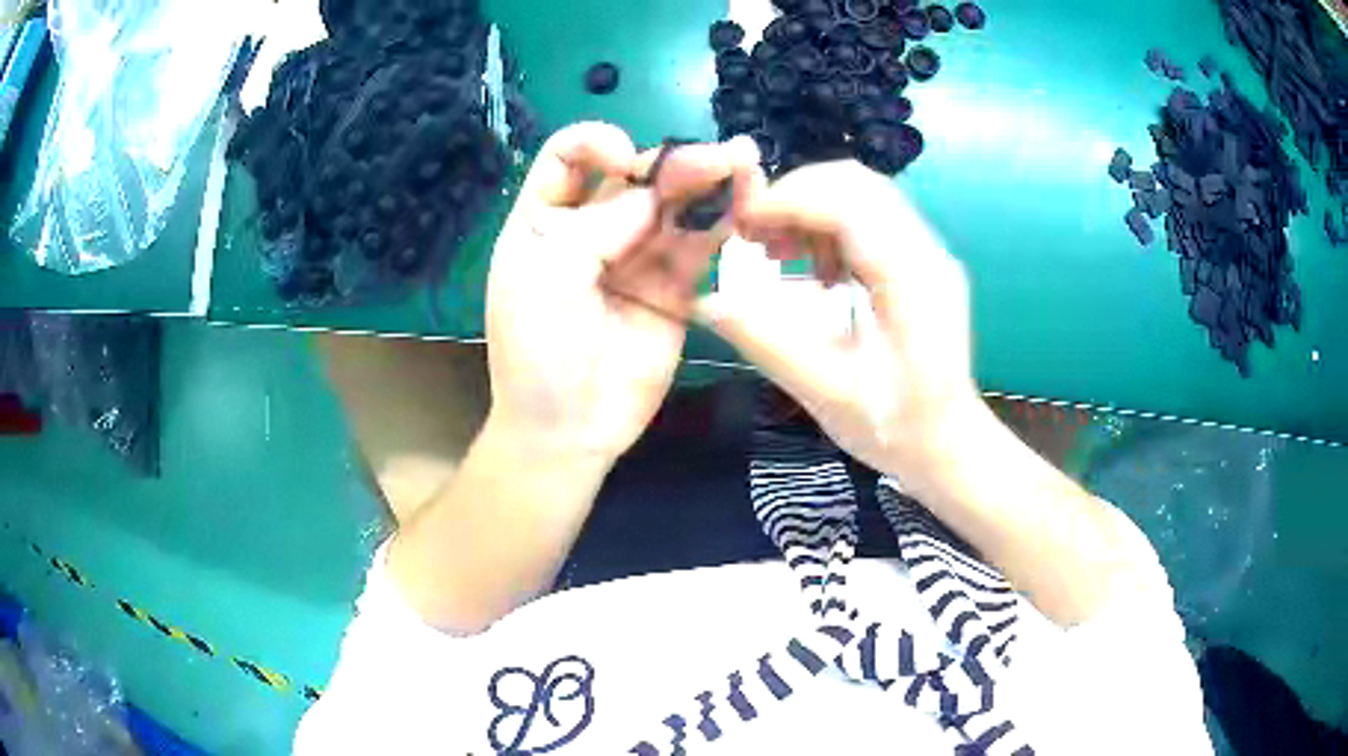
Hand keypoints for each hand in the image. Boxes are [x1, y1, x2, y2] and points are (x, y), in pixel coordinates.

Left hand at [486, 123, 759, 462]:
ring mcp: (635, 257)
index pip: (570, 156)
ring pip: (674, 206)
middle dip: (672, 163)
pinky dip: (722, 222)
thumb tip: (656, 197)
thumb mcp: (546, 276)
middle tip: (716, 160)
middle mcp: (591, 229)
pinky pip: (698, 246)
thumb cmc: (538, 350)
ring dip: (709, 183)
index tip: (625, 158)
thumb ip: (598, 225)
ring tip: (745, 165)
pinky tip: (748, 200)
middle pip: (634, 176)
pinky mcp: (674, 287)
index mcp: (545, 219)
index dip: (598, 142)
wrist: (569, 429)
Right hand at [698, 160, 980, 478]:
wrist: (948, 444)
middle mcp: (926, 252)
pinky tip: (810, 267)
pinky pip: (870, 216)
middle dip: (796, 195)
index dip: (789, 200)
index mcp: (913, 281)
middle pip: (858, 183)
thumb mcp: (829, 395)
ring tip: (777, 252)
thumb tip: (708, 301)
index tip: (740, 223)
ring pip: (863, 193)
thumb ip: (769, 344)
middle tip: (753, 236)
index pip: (851, 203)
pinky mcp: (919, 261)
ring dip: (810, 207)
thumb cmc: (897, 429)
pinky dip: (828, 224)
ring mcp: (927, 253)